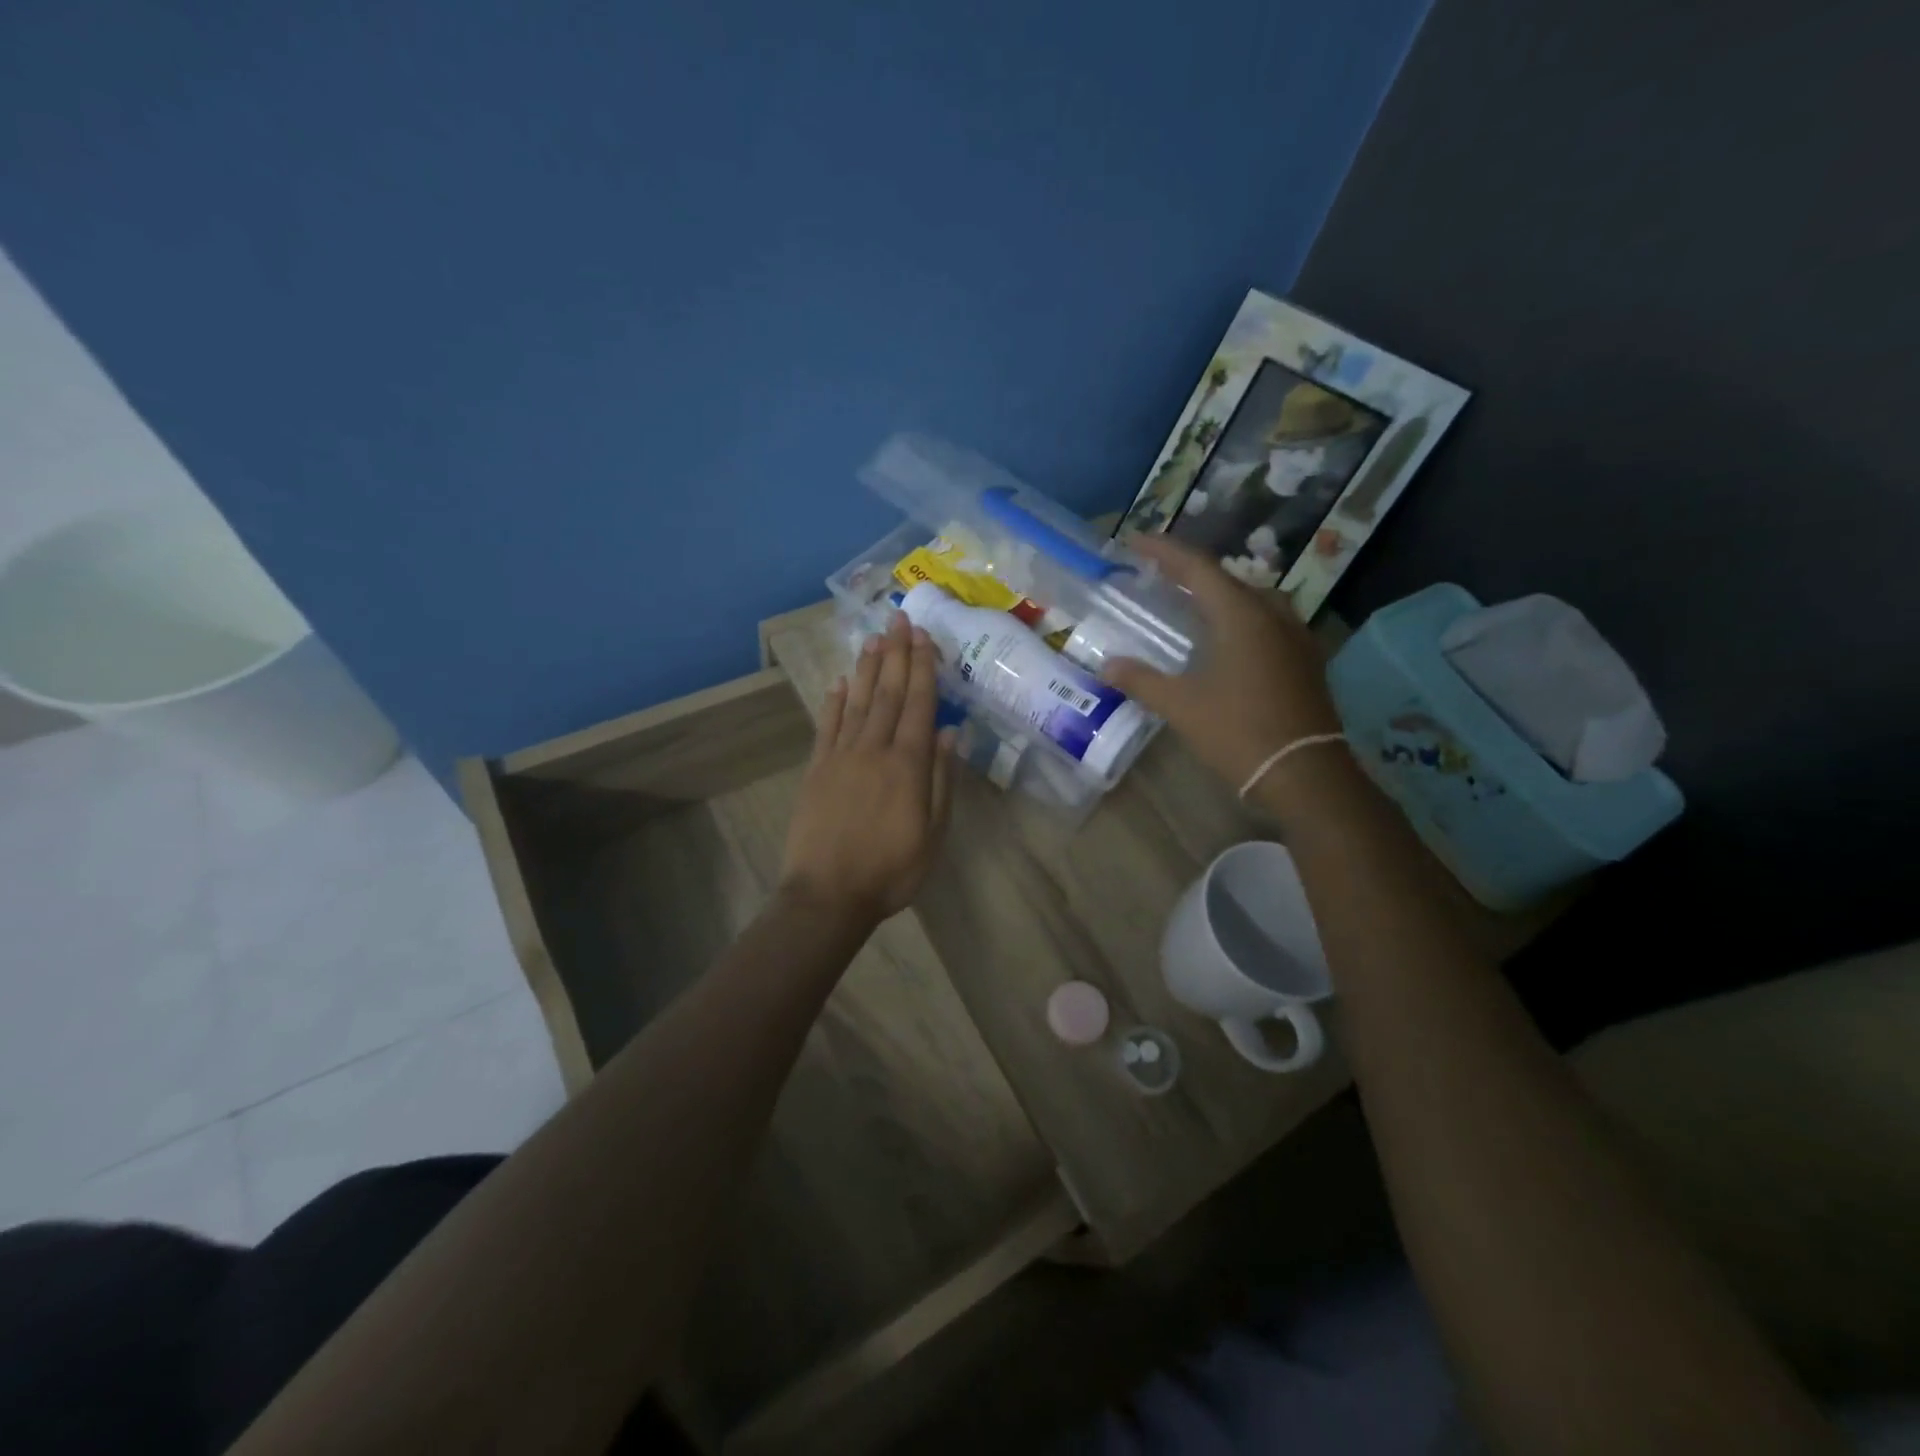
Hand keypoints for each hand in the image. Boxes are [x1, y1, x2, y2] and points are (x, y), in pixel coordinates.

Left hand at [779, 613, 954, 924]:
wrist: (827, 895)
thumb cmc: (891, 870)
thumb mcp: (933, 834)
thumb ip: (942, 781)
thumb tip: (951, 734)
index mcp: (908, 765)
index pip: (919, 705)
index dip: (922, 668)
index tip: (924, 637)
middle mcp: (874, 750)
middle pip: (889, 694)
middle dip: (897, 654)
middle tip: (900, 619)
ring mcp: (841, 757)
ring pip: (859, 702)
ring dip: (869, 668)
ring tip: (875, 638)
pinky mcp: (817, 769)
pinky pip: (828, 726)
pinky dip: (835, 701)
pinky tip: (841, 682)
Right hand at [1103, 535, 1345, 817]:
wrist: (1304, 774)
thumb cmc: (1238, 732)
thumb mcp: (1181, 706)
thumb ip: (1141, 680)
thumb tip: (1106, 665)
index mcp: (1241, 614)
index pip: (1197, 567)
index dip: (1164, 550)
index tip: (1134, 541)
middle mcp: (1272, 614)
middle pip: (1227, 578)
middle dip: (1190, 572)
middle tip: (1158, 576)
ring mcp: (1295, 636)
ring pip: (1252, 599)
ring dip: (1219, 595)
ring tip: (1191, 604)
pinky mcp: (1305, 660)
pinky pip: (1267, 622)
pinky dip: (1240, 618)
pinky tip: (1226, 640)